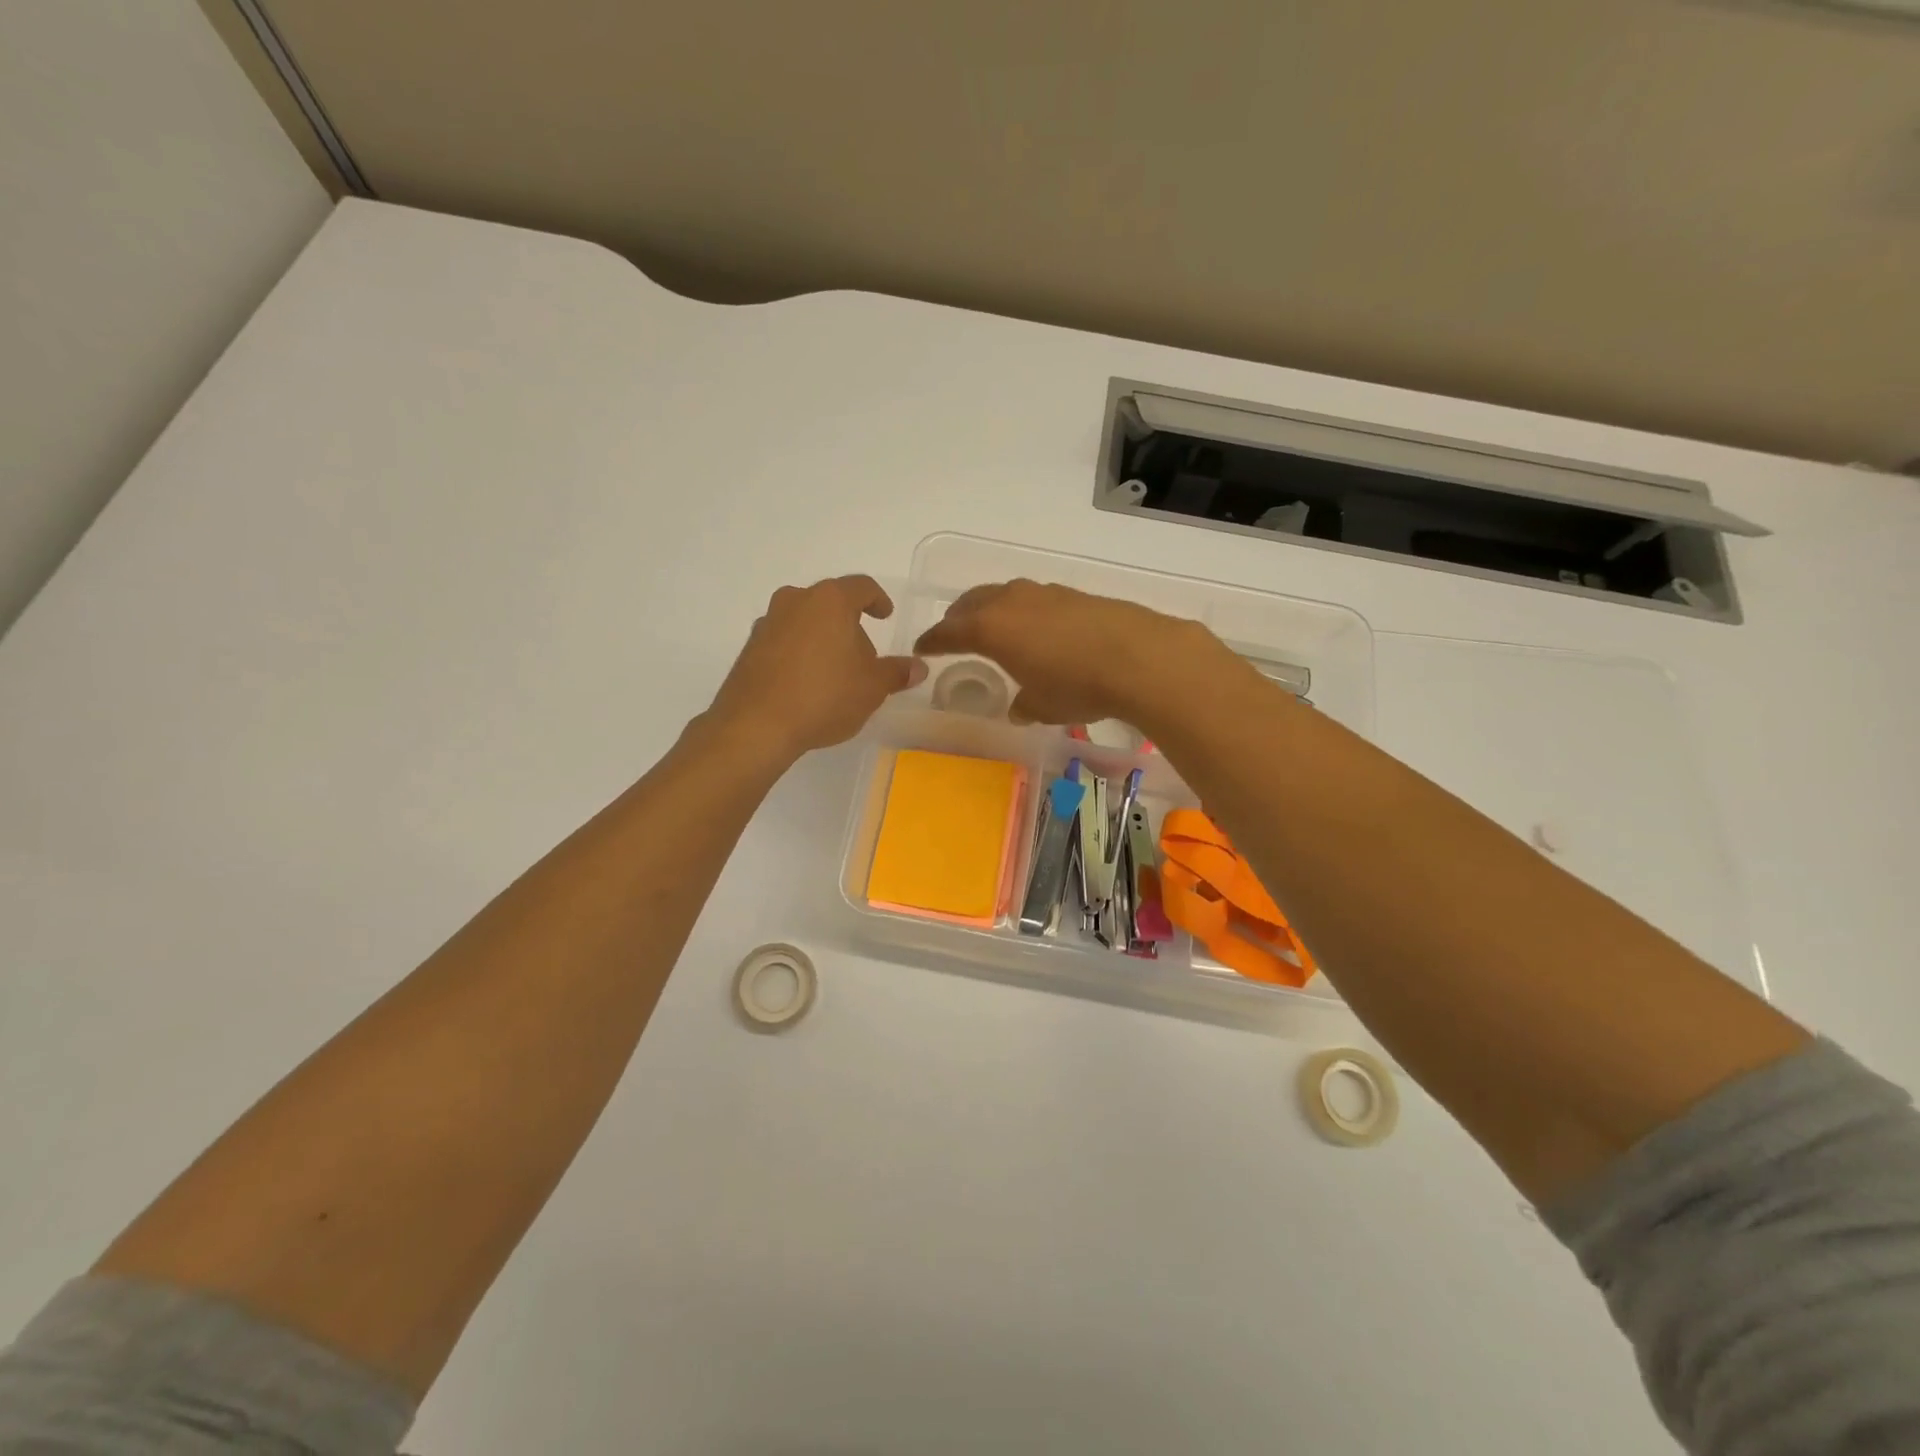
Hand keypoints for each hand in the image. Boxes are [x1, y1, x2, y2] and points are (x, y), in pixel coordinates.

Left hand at [706, 576, 925, 761]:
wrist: (756, 725)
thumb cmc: (824, 696)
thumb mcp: (872, 688)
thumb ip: (897, 672)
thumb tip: (918, 667)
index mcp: (830, 600)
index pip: (862, 587)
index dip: (878, 600)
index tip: (886, 615)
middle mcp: (795, 601)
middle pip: (830, 603)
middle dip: (849, 624)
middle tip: (863, 655)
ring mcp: (767, 623)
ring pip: (804, 621)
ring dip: (821, 638)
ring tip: (834, 672)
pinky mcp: (749, 648)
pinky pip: (783, 642)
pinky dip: (798, 654)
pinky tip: (806, 684)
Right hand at [913, 579, 1237, 730]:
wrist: (1138, 656)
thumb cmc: (1077, 686)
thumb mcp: (1042, 706)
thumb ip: (1024, 705)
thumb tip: (1020, 707)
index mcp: (990, 628)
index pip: (948, 631)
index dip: (932, 641)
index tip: (921, 648)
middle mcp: (1011, 602)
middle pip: (972, 603)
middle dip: (958, 617)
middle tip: (952, 633)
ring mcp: (1044, 593)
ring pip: (1004, 595)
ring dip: (992, 609)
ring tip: (994, 627)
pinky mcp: (1073, 594)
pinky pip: (1034, 599)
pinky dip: (1024, 611)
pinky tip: (1037, 629)